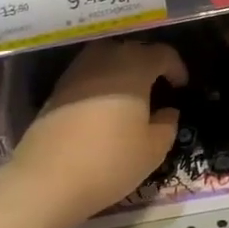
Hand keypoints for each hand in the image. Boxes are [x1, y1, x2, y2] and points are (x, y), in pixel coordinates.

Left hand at [9, 39, 186, 222]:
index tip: (181, 86)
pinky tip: (103, 106)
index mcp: (134, 66)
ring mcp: (77, 71)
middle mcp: (104, 59)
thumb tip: (168, 111)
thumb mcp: (153, 149)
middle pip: (132, 49)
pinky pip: (87, 74)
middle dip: (148, 63)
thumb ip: (167, 125)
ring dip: (122, 69)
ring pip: (106, 58)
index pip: (162, 54)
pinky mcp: (57, 88)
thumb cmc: (110, 160)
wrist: (47, 178)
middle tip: (157, 86)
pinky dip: (100, 82)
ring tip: (130, 94)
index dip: (176, 67)